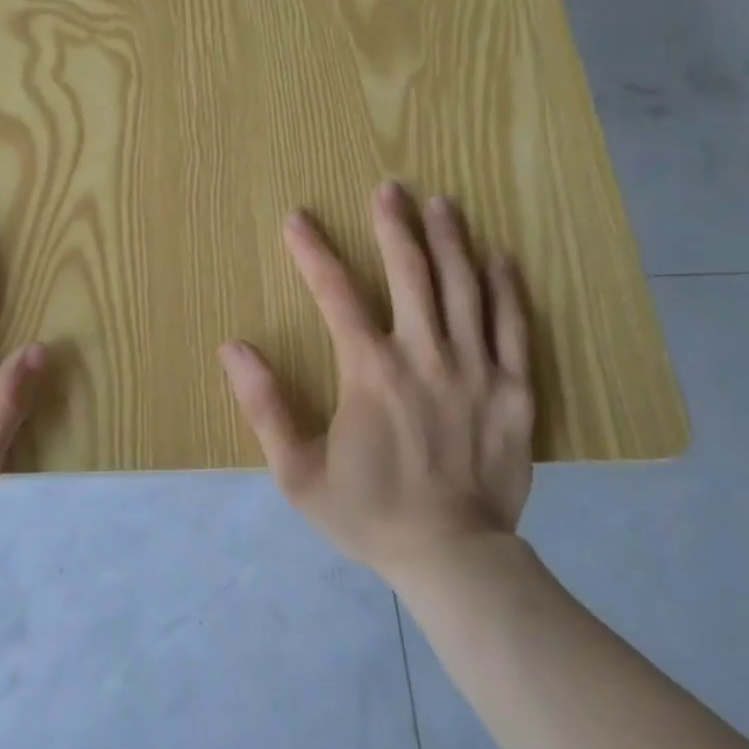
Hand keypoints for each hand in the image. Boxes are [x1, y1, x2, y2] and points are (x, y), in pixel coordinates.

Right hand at [219, 182, 534, 585]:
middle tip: (389, 189)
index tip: (298, 218)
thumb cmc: (368, 513)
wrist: (452, 559)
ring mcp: (475, 369)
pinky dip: (507, 288)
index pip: (335, 294)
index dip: (313, 252)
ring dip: (450, 241)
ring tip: (441, 203)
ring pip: (464, 288)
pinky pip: (513, 326)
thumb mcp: (297, 473)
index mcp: (370, 372)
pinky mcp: (514, 389)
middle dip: (394, 226)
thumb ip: (264, 407)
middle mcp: (424, 356)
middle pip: (410, 274)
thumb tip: (234, 348)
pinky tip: (500, 257)